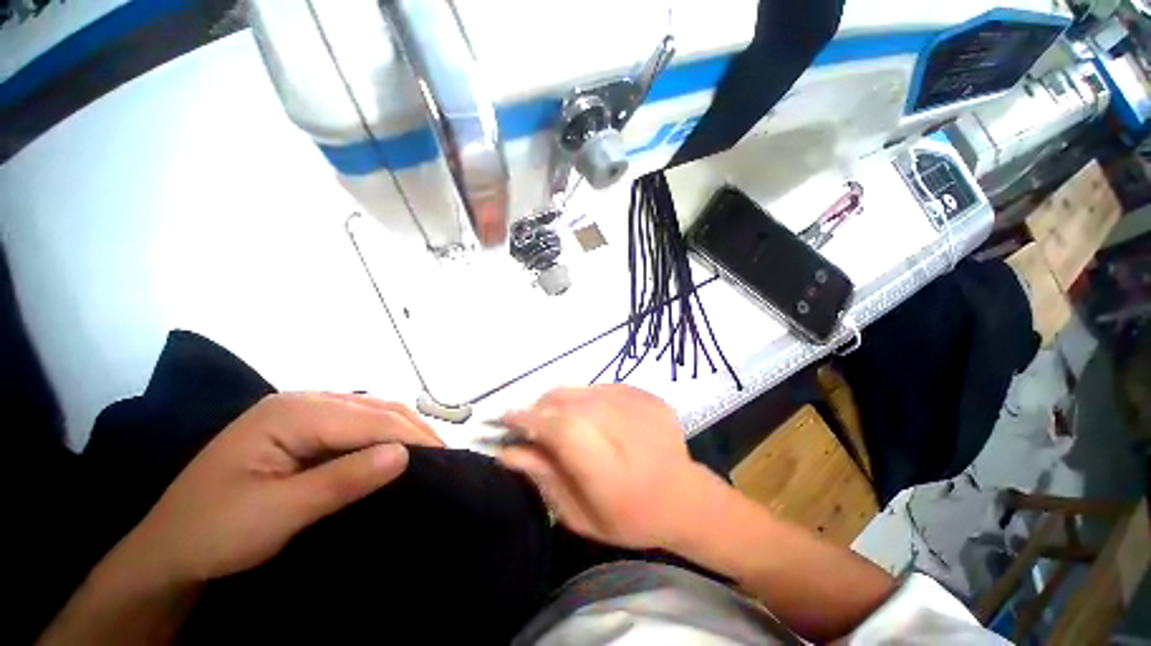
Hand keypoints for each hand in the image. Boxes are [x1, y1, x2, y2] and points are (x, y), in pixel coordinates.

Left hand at [113, 392, 442, 584]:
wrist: (168, 553)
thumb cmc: (214, 533)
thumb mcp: (278, 513)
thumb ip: (342, 480)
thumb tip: (404, 455)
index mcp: (291, 411)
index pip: (368, 419)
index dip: (410, 436)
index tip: (445, 458)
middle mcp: (301, 401)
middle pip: (375, 409)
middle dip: (413, 430)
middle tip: (445, 457)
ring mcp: (302, 413)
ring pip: (371, 413)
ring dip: (403, 431)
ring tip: (429, 453)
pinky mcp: (303, 431)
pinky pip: (357, 426)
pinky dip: (383, 437)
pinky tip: (395, 451)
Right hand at [498, 384, 723, 549]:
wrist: (685, 498)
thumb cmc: (630, 518)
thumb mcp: (581, 516)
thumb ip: (546, 479)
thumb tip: (508, 451)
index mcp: (614, 474)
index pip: (564, 431)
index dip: (532, 420)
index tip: (507, 418)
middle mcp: (631, 434)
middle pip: (573, 403)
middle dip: (543, 407)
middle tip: (531, 420)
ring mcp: (646, 410)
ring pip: (587, 390)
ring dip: (563, 400)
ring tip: (558, 417)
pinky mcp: (652, 397)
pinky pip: (605, 387)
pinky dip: (587, 397)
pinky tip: (589, 414)